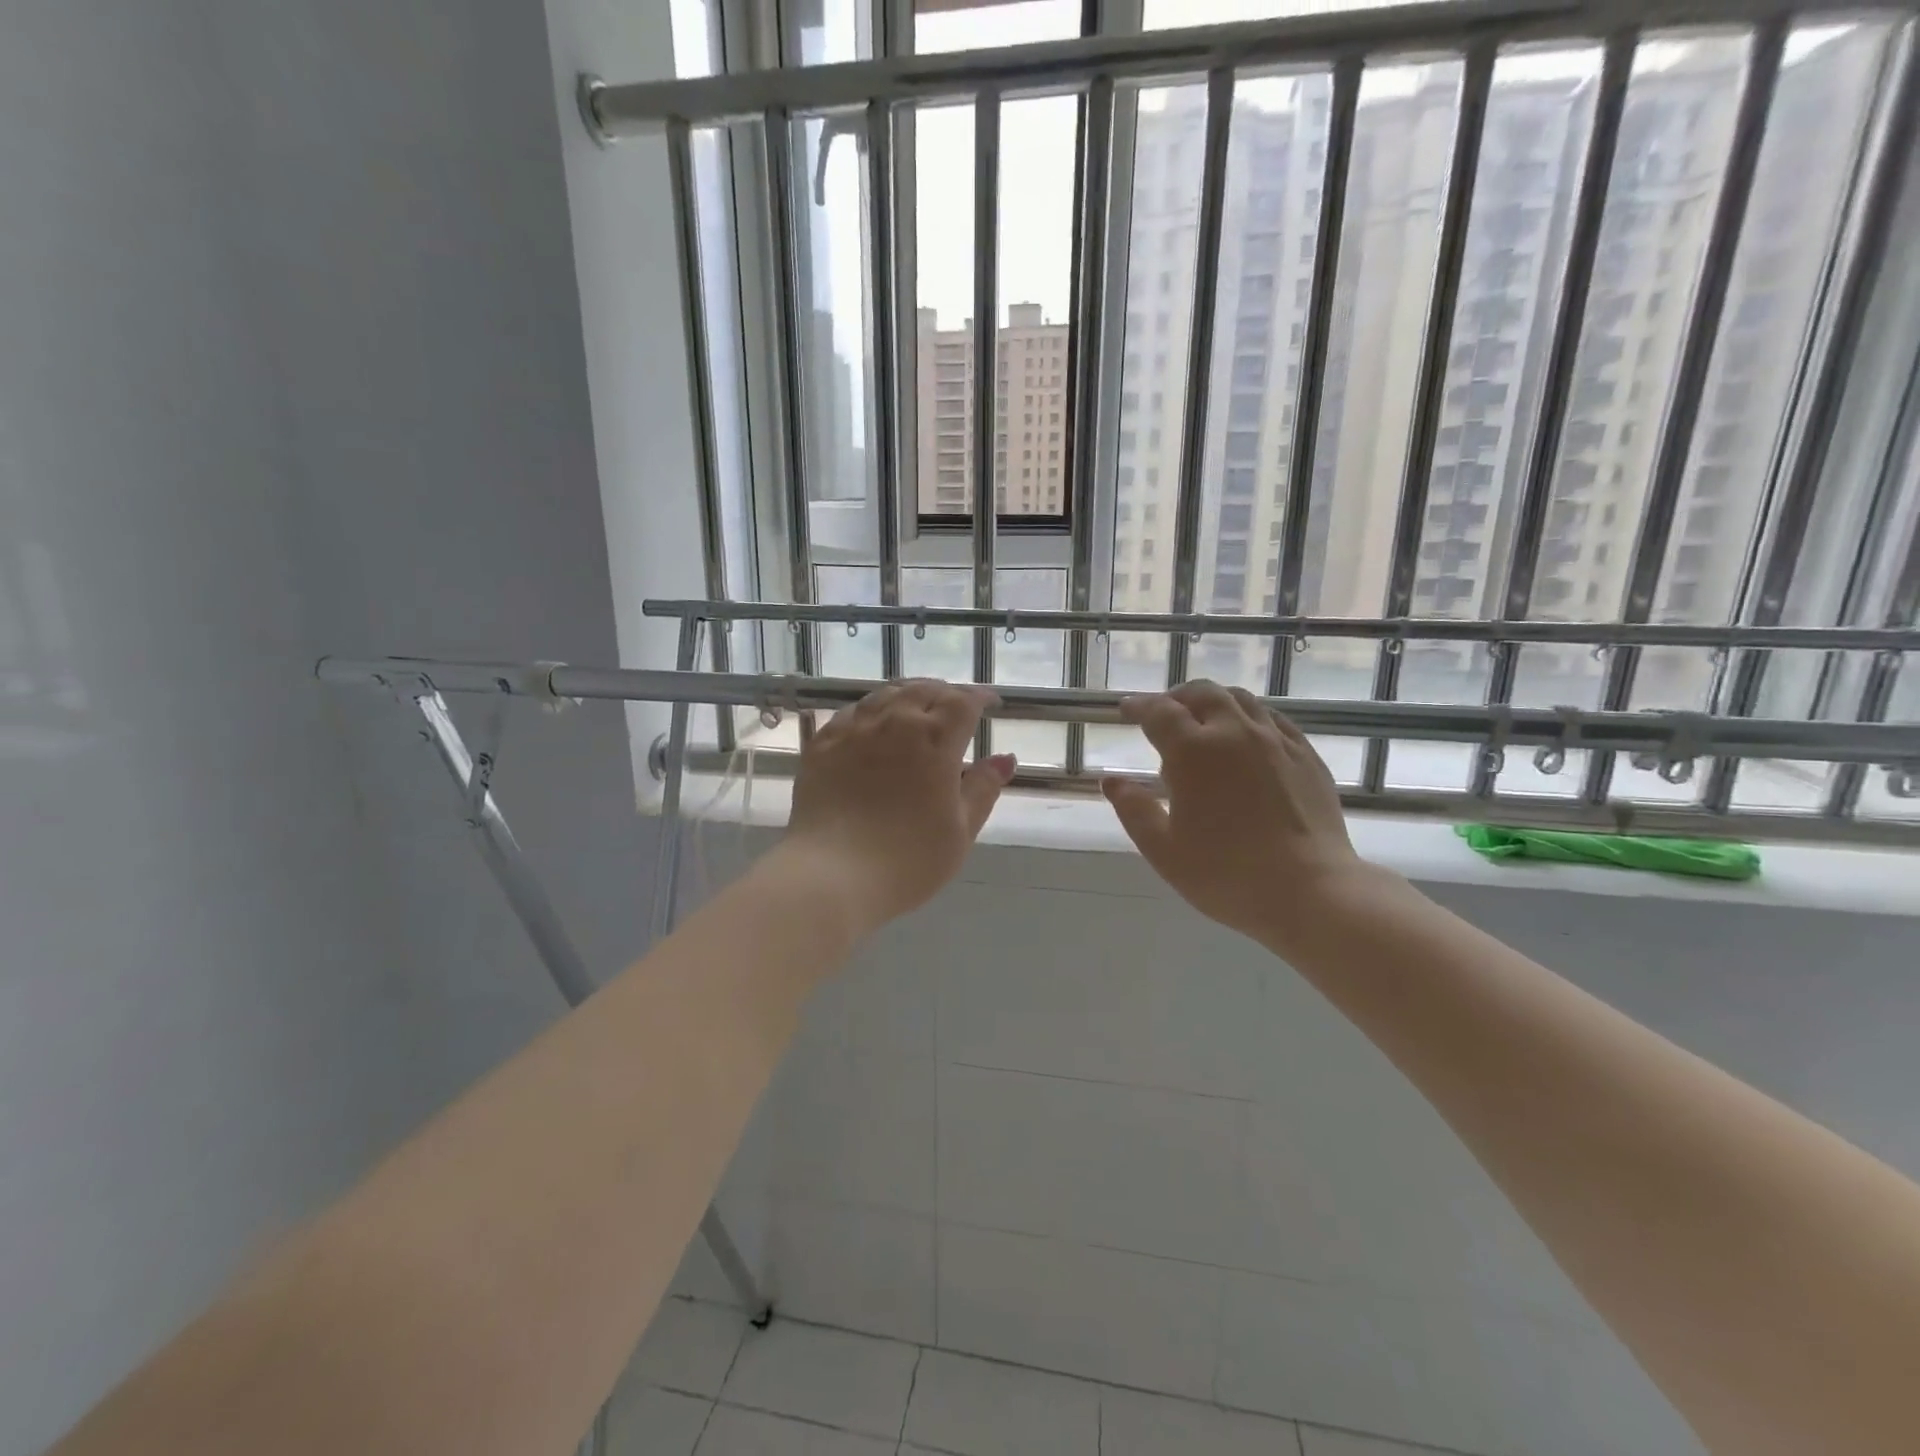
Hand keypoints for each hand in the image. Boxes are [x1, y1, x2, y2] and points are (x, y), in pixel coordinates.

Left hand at [783, 680, 1015, 933]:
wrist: (832, 875)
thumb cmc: (908, 860)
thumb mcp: (960, 830)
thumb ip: (983, 789)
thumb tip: (1005, 758)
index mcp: (935, 740)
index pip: (963, 702)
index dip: (980, 698)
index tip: (990, 704)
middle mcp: (895, 722)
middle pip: (924, 690)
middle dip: (945, 694)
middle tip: (955, 707)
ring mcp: (854, 730)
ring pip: (886, 695)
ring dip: (909, 696)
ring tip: (917, 708)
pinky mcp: (823, 744)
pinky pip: (852, 712)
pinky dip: (872, 710)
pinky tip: (873, 724)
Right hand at [1102, 681, 1369, 950]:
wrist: (1310, 891)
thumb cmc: (1226, 875)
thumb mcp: (1163, 850)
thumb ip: (1134, 810)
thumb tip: (1111, 781)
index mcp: (1193, 752)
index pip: (1159, 712)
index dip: (1139, 706)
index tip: (1126, 709)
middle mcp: (1234, 733)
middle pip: (1202, 694)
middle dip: (1177, 697)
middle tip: (1165, 713)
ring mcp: (1275, 741)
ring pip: (1241, 699)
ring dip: (1214, 701)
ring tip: (1204, 719)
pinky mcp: (1306, 755)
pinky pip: (1273, 719)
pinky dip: (1250, 717)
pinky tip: (1247, 737)